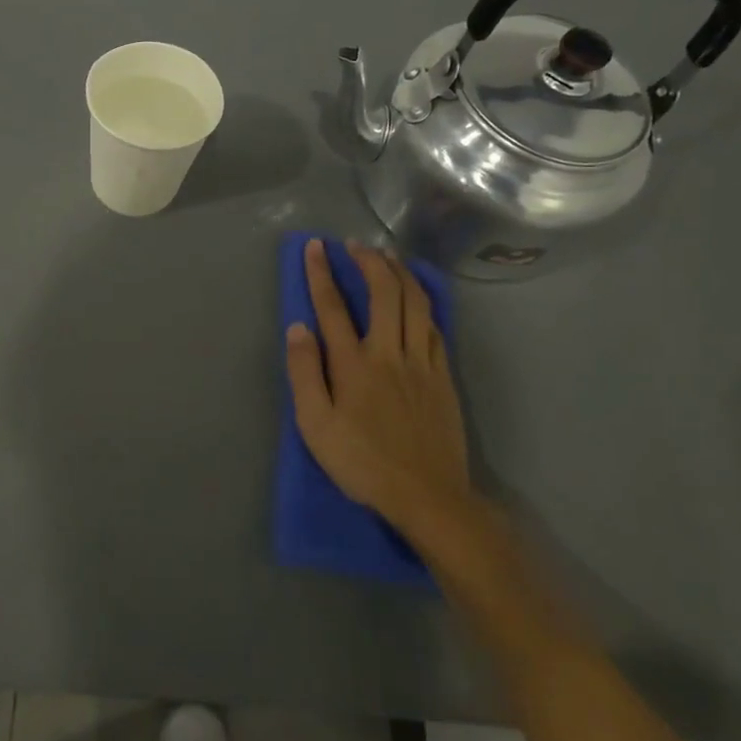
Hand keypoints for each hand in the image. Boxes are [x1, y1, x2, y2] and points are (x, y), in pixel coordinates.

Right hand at [284, 238, 483, 574]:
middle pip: (384, 292)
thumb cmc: (362, 463)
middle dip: (369, 261)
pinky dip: (424, 302)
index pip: (333, 307)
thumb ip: (304, 373)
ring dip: (400, 273)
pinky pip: (434, 326)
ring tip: (388, 258)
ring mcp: (422, 362)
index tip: (315, 247)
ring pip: (416, 302)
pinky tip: (418, 298)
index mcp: (354, 364)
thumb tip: (298, 327)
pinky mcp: (443, 376)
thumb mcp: (315, 425)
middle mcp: (390, 352)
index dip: (321, 273)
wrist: (427, 495)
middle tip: (355, 245)